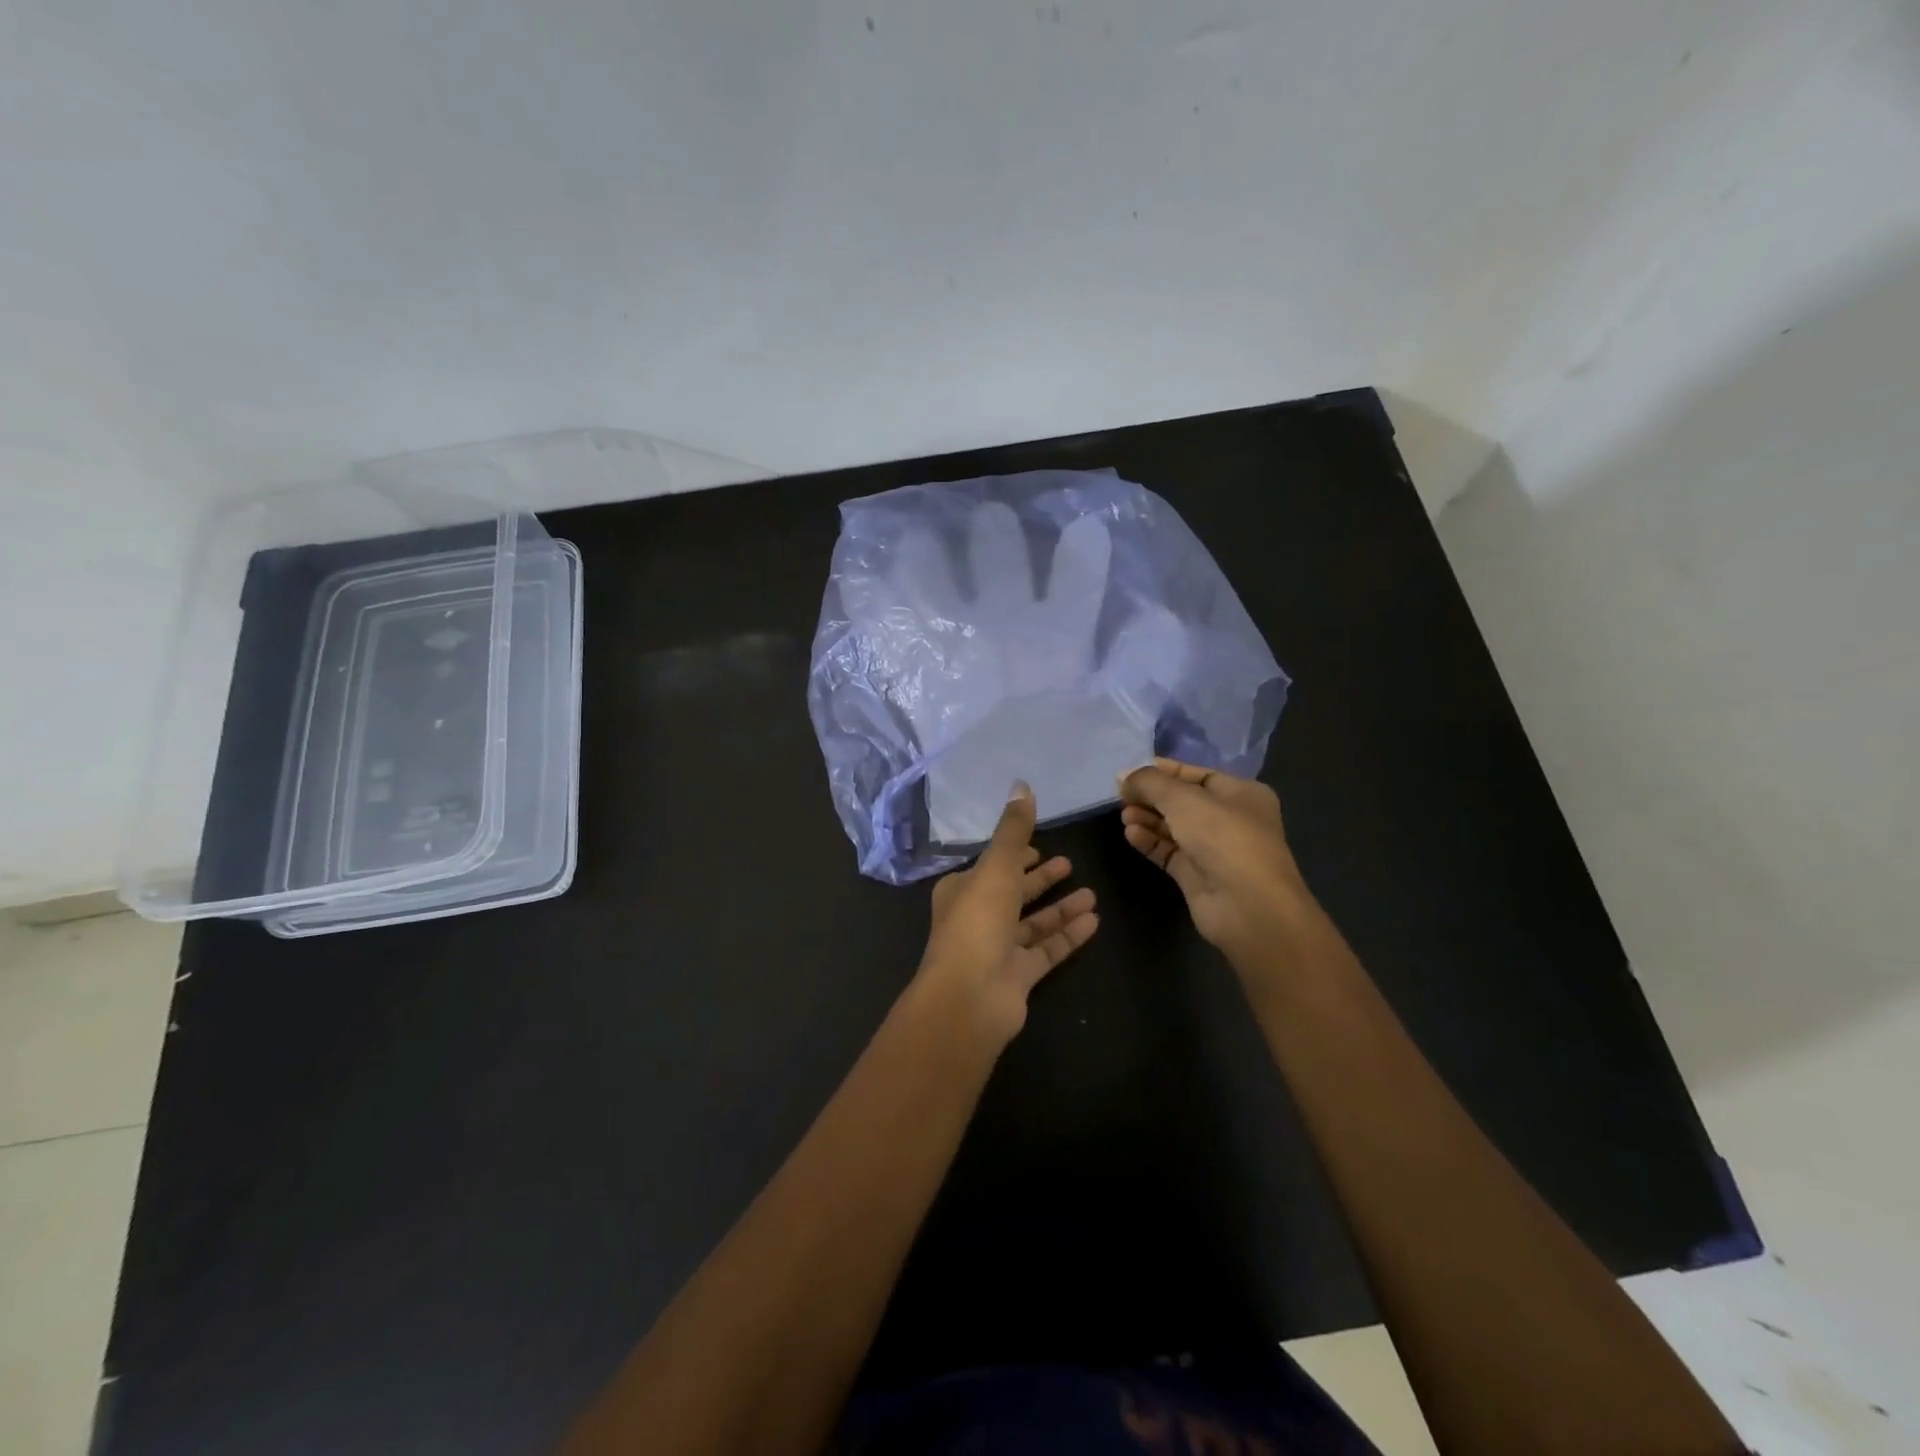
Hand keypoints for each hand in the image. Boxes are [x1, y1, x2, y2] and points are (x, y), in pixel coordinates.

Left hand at [914, 783, 1099, 1044]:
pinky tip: (1094, 921)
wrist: (970, 996)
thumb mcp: (997, 866)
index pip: (992, 866)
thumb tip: (1022, 785)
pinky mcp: (1018, 976)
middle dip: (1040, 879)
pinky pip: (1047, 950)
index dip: (1014, 855)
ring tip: (1092, 894)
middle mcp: (977, 918)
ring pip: (1033, 923)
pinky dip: (1067, 935)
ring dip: (1060, 908)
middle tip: (1069, 864)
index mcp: (962, 890)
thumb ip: (1013, 830)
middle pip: (1014, 893)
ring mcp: (997, 950)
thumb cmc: (978, 921)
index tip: (1039, 847)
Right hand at [1118, 758, 1310, 960]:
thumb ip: (1150, 782)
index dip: (1163, 770)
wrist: (1247, 906)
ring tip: (1124, 815)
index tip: (1130, 772)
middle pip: (1182, 801)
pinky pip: (1169, 852)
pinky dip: (1150, 841)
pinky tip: (1131, 834)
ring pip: (1173, 827)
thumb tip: (1124, 776)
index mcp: (1241, 793)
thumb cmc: (1223, 837)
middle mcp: (1230, 819)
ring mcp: (1214, 849)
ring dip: (1148, 818)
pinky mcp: (1197, 875)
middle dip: (1152, 797)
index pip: (1196, 774)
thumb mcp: (1184, 799)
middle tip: (1122, 795)